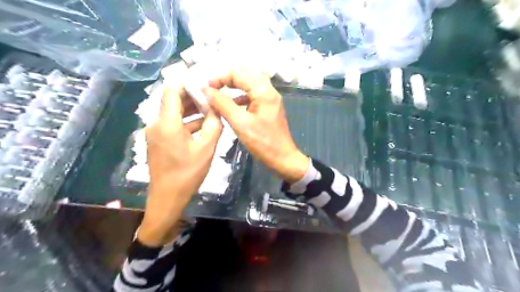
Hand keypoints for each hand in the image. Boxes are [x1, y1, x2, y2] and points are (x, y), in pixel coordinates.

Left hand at [137, 85, 222, 245]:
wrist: (167, 198)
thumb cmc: (188, 173)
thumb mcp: (207, 148)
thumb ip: (213, 124)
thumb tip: (216, 107)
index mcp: (167, 122)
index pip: (172, 90)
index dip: (187, 81)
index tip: (205, 80)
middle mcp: (156, 123)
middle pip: (173, 100)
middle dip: (192, 95)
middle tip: (212, 93)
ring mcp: (155, 132)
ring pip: (174, 112)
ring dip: (191, 109)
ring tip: (211, 107)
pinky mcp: (158, 141)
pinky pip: (172, 124)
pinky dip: (187, 121)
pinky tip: (203, 124)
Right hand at [203, 68, 307, 181]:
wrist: (283, 158)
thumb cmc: (263, 143)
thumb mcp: (240, 123)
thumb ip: (223, 104)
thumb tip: (207, 90)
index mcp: (264, 92)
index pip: (239, 73)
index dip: (220, 78)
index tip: (206, 88)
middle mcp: (269, 91)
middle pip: (246, 75)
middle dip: (227, 79)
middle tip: (212, 88)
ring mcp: (271, 99)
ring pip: (250, 84)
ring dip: (234, 87)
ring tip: (219, 94)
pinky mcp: (269, 108)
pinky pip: (253, 95)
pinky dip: (241, 97)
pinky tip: (232, 105)